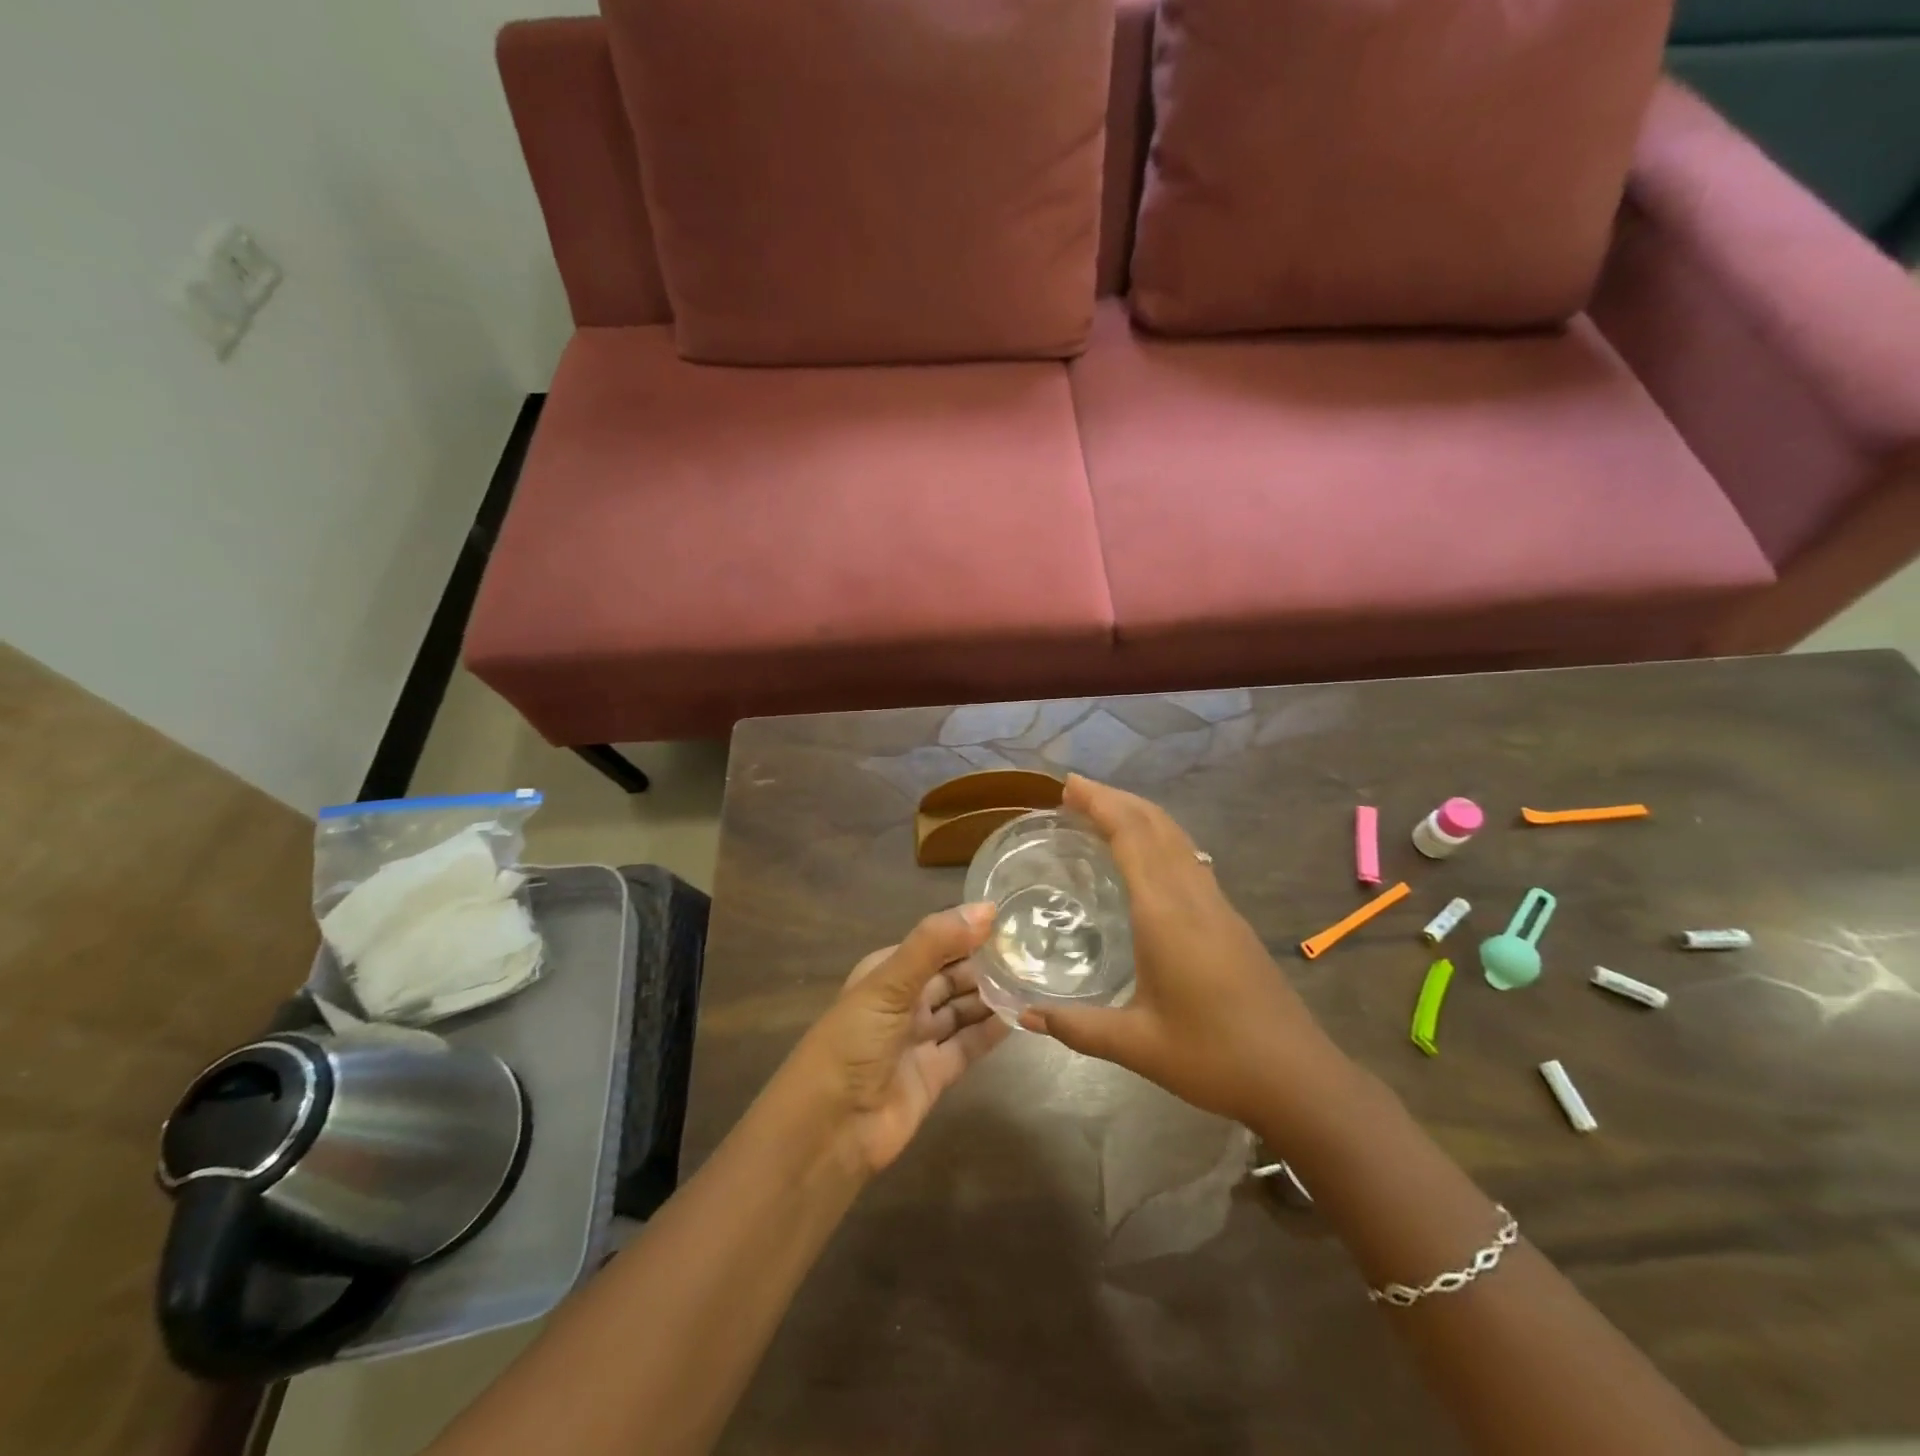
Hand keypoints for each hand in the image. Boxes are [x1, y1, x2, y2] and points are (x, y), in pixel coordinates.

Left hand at [791, 904, 1009, 1173]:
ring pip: (962, 1009)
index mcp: (886, 972)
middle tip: (1033, 951)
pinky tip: (1020, 1017)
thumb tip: (987, 909)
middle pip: (952, 976)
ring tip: (1033, 979)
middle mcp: (903, 1001)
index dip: (969, 931)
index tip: (1013, 919)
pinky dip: (991, 1032)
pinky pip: (968, 1045)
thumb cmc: (853, 1043)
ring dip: (991, 996)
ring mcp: (919, 1039)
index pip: (935, 943)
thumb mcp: (889, 983)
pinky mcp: (934, 1075)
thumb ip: (935, 943)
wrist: (829, 1131)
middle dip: (985, 964)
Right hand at [1020, 775, 1347, 1127]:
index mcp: (1166, 914)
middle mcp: (1192, 897)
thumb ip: (1077, 1028)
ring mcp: (1217, 905)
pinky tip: (1145, 856)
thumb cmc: (1214, 1059)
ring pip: (1177, 838)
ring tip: (1102, 812)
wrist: (1298, 1079)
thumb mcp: (1137, 1046)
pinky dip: (1159, 838)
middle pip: (1156, 825)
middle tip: (1074, 791)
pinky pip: (1189, 858)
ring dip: (1139, 814)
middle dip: (1116, 799)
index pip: (1132, 837)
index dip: (1100, 804)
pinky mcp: (1230, 919)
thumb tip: (1024, 1016)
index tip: (1068, 786)